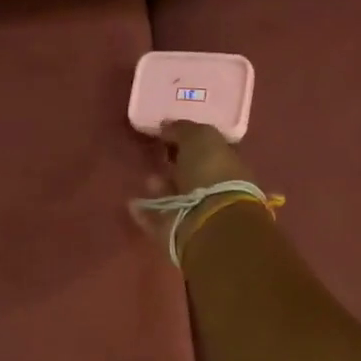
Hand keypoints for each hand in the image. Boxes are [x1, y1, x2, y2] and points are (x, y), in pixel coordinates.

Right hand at [131, 122, 262, 261]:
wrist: (208, 223)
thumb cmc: (211, 173)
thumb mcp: (200, 138)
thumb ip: (183, 129)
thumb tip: (167, 126)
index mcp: (228, 166)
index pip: (209, 151)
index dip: (190, 142)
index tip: (168, 135)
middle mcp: (217, 191)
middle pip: (193, 176)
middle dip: (175, 166)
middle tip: (156, 155)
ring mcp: (197, 215)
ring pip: (176, 198)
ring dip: (161, 188)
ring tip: (147, 179)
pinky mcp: (177, 234)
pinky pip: (157, 220)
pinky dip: (145, 212)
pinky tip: (132, 204)